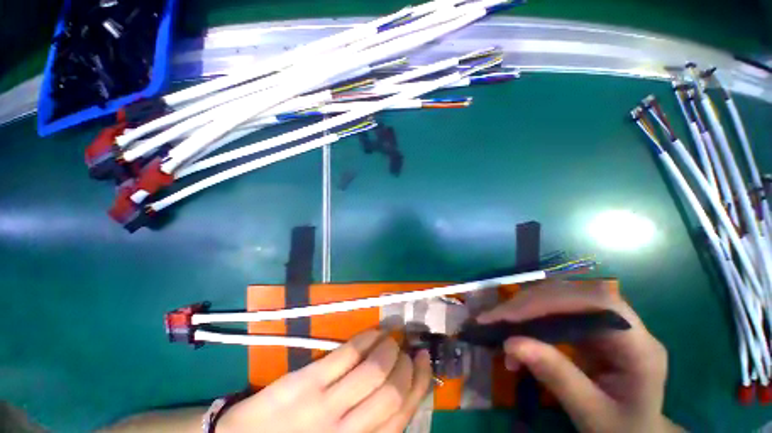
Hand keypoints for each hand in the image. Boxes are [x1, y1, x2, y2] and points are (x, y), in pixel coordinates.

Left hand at [217, 330, 431, 432]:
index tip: (423, 360)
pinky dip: (367, 338)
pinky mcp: (307, 382)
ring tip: (392, 337)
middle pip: (393, 391)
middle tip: (408, 347)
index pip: (403, 415)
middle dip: (407, 362)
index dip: (419, 383)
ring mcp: (325, 407)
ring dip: (390, 346)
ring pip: (374, 370)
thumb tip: (400, 393)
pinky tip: (374, 332)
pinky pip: (347, 354)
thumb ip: (369, 427)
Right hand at [477, 281, 682, 432]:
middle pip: (572, 294)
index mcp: (640, 346)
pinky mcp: (587, 326)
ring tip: (498, 325)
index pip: (596, 303)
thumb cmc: (621, 431)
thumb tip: (511, 342)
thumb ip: (558, 378)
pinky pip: (553, 310)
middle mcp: (624, 324)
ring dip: (524, 308)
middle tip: (493, 319)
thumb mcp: (593, 415)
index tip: (509, 316)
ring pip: (558, 297)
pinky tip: (514, 331)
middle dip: (528, 304)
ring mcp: (604, 322)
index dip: (550, 301)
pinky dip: (528, 317)